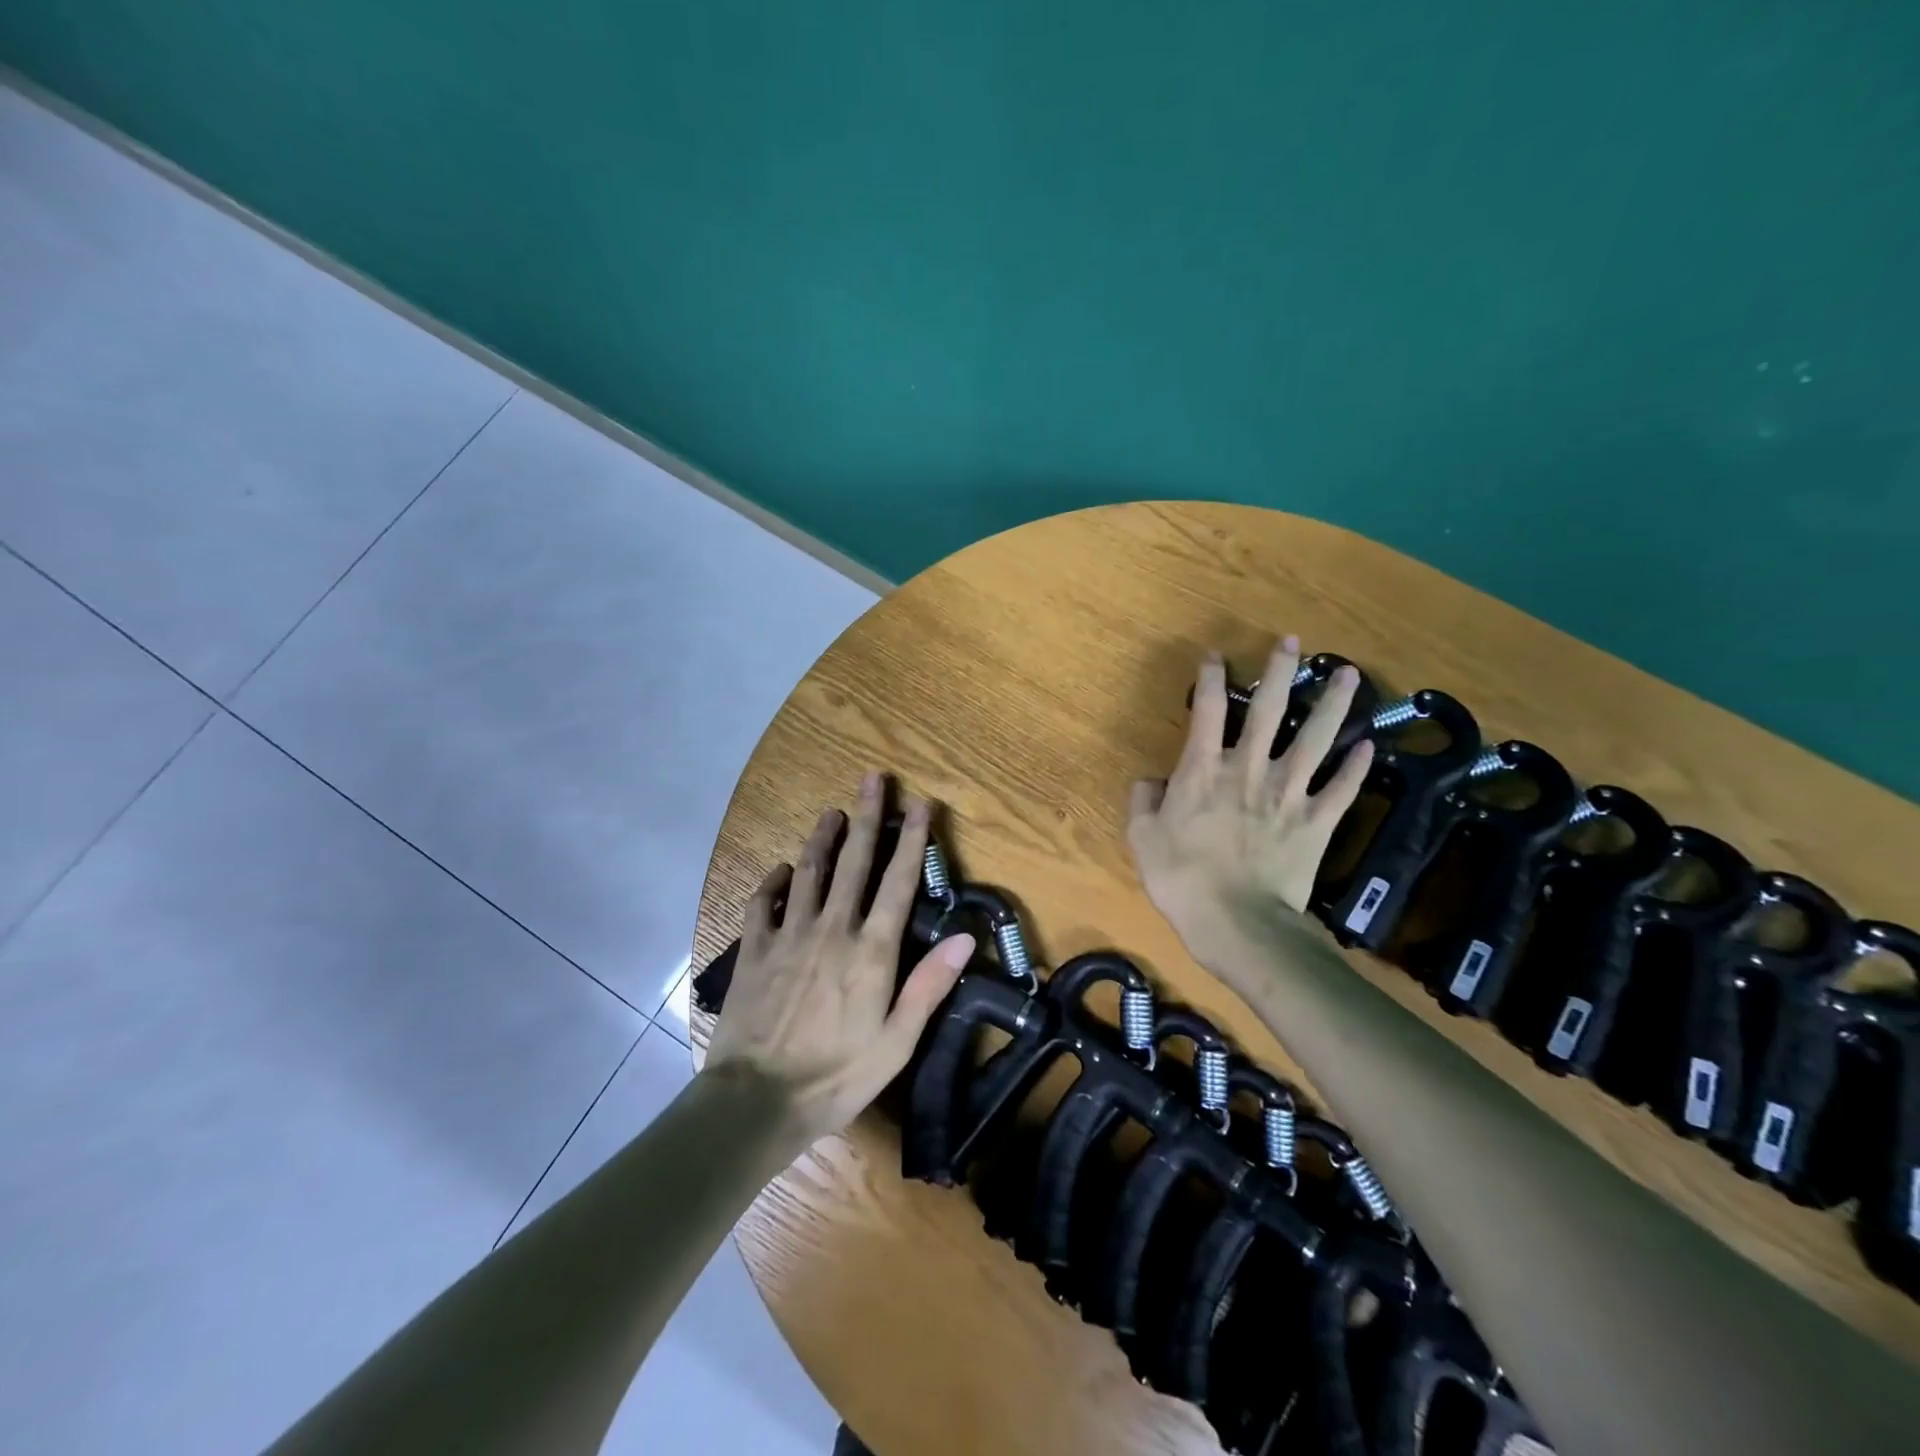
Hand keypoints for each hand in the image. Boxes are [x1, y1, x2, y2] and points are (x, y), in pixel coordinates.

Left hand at [707, 774, 976, 1141]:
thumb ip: (929, 985)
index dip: (913, 839)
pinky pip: (762, 902)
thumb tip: (967, 937)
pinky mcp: (753, 950)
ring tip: (832, 812)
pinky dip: (774, 880)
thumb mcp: (897, 1041)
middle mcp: (832, 929)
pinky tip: (782, 869)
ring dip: (822, 837)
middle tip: (874, 778)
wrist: (756, 1102)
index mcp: (871, 950)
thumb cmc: (837, 1076)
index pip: (899, 881)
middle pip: (853, 861)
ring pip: (808, 870)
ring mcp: (788, 935)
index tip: (922, 803)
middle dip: (867, 816)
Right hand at [1127, 636, 1372, 973]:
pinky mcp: (1316, 822)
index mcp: (1203, 770)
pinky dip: (1356, 768)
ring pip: (1315, 739)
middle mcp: (1249, 770)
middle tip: (1293, 642)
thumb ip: (1143, 801)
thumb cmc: (1181, 878)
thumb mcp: (1142, 838)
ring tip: (1351, 674)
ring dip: (1334, 705)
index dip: (1211, 678)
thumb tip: (1150, 780)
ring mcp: (1288, 794)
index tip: (1217, 656)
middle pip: (1270, 711)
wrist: (1237, 922)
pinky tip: (1369, 745)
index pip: (1208, 710)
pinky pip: (1341, 789)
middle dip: (1281, 672)